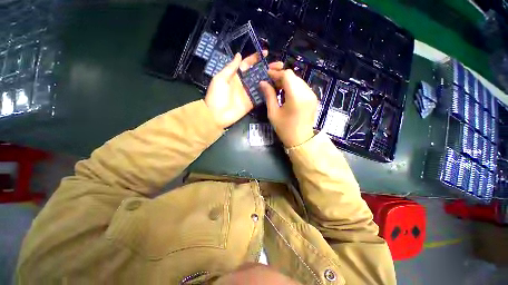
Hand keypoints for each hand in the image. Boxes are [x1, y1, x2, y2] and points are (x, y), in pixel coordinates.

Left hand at [205, 51, 275, 128]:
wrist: (217, 115)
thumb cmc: (216, 96)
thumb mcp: (220, 79)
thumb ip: (231, 68)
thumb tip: (239, 54)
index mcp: (236, 76)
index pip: (247, 64)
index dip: (256, 58)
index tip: (266, 53)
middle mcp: (244, 83)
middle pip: (257, 73)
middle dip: (267, 68)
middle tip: (279, 65)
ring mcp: (249, 94)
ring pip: (261, 84)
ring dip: (270, 79)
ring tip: (280, 75)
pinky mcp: (252, 103)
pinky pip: (261, 96)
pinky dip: (268, 92)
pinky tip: (276, 87)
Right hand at [259, 67, 316, 147]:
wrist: (300, 139)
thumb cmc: (285, 128)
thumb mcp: (273, 113)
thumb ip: (269, 95)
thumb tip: (263, 82)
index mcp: (296, 97)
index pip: (287, 75)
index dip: (276, 73)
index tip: (267, 74)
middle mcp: (307, 92)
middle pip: (293, 76)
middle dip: (281, 77)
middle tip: (270, 82)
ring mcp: (312, 95)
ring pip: (298, 80)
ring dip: (287, 81)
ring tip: (277, 88)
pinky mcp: (313, 98)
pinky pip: (302, 87)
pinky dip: (293, 86)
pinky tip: (286, 93)